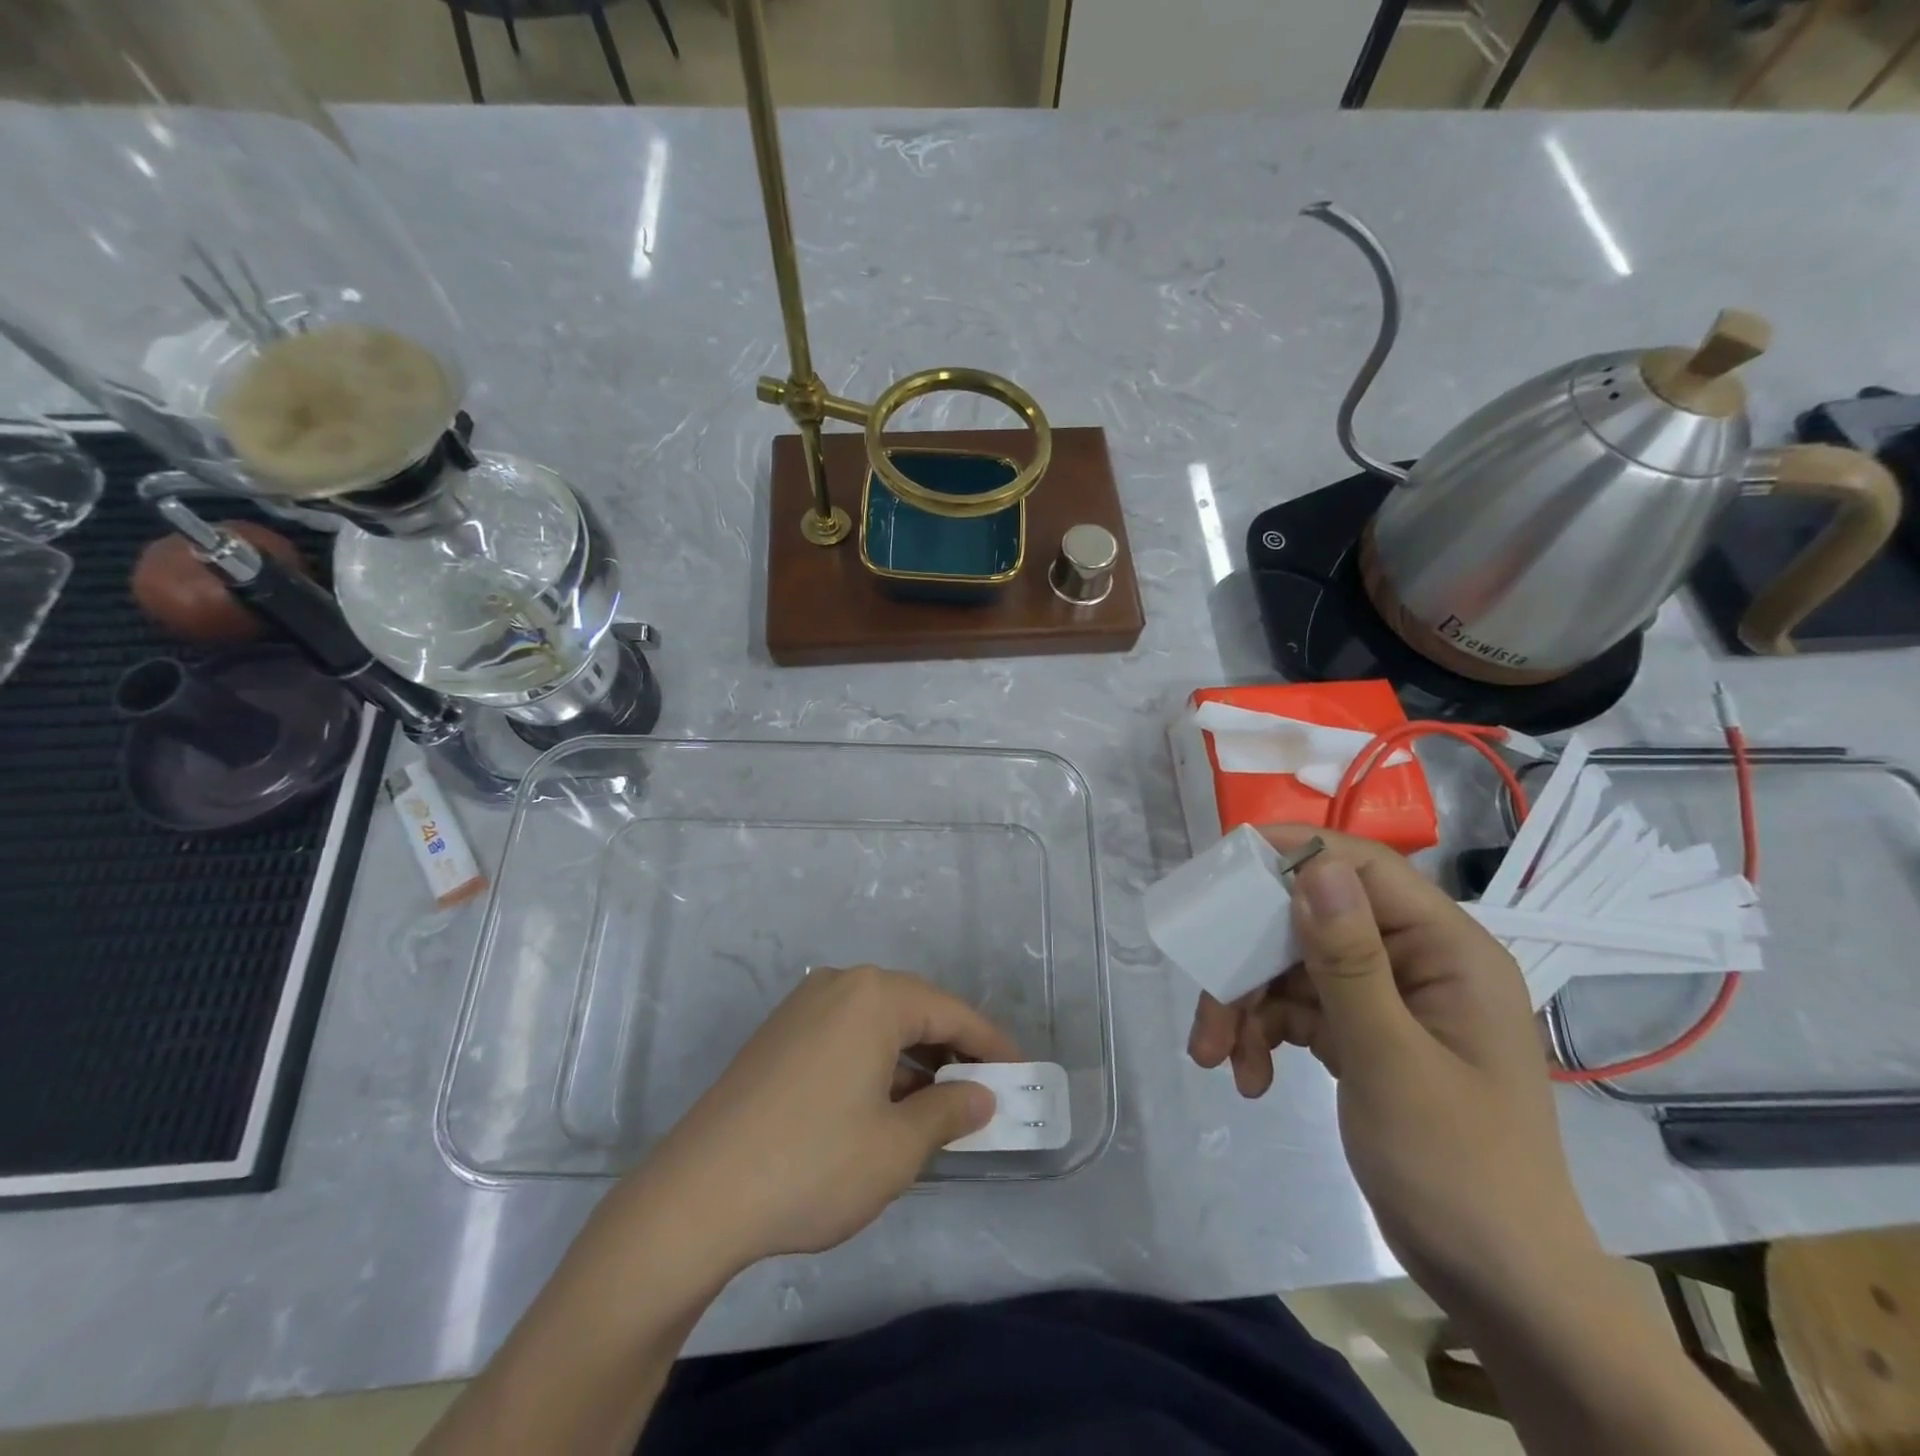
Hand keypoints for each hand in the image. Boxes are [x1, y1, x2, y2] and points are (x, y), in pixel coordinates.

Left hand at [631, 965, 1019, 1271]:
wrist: (697, 1195)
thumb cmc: (813, 1164)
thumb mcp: (897, 1147)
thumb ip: (949, 1112)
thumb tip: (981, 1095)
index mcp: (874, 996)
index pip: (951, 1012)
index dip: (991, 1045)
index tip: (1021, 1074)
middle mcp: (839, 985)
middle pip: (914, 1011)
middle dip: (952, 1051)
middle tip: (983, 1092)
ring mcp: (802, 1007)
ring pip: (877, 1024)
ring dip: (912, 1060)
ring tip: (936, 1106)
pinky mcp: (778, 1035)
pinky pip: (845, 1035)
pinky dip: (875, 1063)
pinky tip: (882, 1105)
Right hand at [1187, 826, 1599, 1313]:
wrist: (1498, 1285)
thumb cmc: (1458, 1170)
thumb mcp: (1391, 1061)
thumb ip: (1349, 961)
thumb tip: (1315, 868)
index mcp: (1446, 951)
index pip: (1364, 870)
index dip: (1295, 855)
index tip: (1226, 868)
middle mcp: (1417, 962)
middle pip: (1311, 923)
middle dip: (1251, 961)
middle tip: (1206, 997)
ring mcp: (1388, 1000)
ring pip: (1294, 969)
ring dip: (1248, 1006)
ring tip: (1214, 1056)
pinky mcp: (1364, 1035)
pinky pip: (1298, 1010)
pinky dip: (1265, 1035)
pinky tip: (1248, 1077)